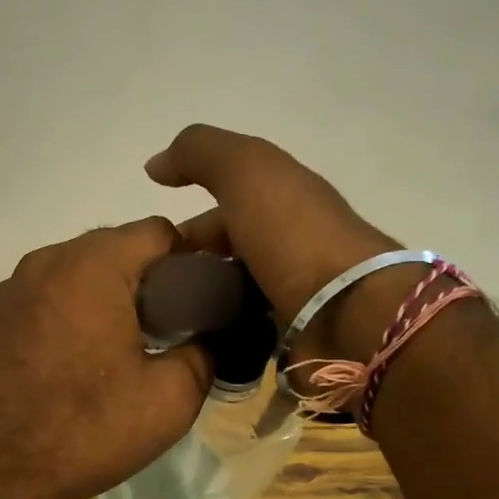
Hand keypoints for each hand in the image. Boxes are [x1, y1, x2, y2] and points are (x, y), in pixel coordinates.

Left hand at [0, 219, 211, 498]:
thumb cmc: (81, 429)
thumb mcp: (168, 400)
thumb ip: (203, 355)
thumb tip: (207, 339)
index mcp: (92, 266)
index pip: (158, 231)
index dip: (190, 260)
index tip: (200, 300)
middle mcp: (44, 262)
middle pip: (112, 250)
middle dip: (145, 282)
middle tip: (165, 330)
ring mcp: (6, 290)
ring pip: (72, 277)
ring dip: (101, 301)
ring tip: (114, 353)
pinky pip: (39, 304)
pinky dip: (63, 320)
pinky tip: (65, 368)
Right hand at [145, 125, 406, 360]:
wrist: (348, 312)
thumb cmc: (295, 235)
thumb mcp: (247, 170)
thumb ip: (200, 153)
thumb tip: (156, 165)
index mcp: (281, 202)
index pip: (220, 212)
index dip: (182, 230)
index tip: (150, 256)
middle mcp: (287, 245)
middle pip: (223, 257)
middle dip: (187, 272)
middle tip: (154, 297)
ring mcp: (291, 294)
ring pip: (229, 297)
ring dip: (199, 306)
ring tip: (166, 326)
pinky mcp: (291, 337)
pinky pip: (242, 333)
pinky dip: (218, 336)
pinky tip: (193, 346)